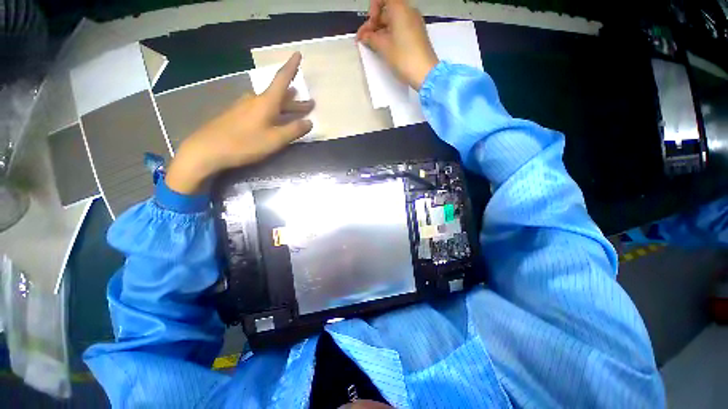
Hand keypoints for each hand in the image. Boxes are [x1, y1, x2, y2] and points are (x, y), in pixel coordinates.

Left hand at [165, 52, 313, 193]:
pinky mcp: (238, 115)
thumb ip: (294, 130)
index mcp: (266, 102)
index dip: (291, 67)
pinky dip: (273, 113)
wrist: (208, 149)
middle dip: (296, 101)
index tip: (298, 53)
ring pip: (271, 103)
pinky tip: (275, 119)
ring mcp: (245, 107)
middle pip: (279, 96)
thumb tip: (309, 122)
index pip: (282, 79)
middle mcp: (255, 100)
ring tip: (295, 111)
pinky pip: (261, 109)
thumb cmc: (245, 143)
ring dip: (285, 107)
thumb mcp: (275, 139)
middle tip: (310, 105)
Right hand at [356, 0, 438, 89]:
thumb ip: (371, 38)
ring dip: (380, 31)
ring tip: (371, 46)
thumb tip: (364, 36)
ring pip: (393, 22)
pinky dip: (390, 36)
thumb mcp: (384, 47)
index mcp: (400, 9)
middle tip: (363, 40)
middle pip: (387, 11)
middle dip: (373, 24)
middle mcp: (409, 11)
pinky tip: (383, 48)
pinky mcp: (416, 35)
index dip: (373, 9)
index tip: (370, 24)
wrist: (425, 73)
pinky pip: (400, 29)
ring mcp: (414, 23)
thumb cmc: (403, 57)